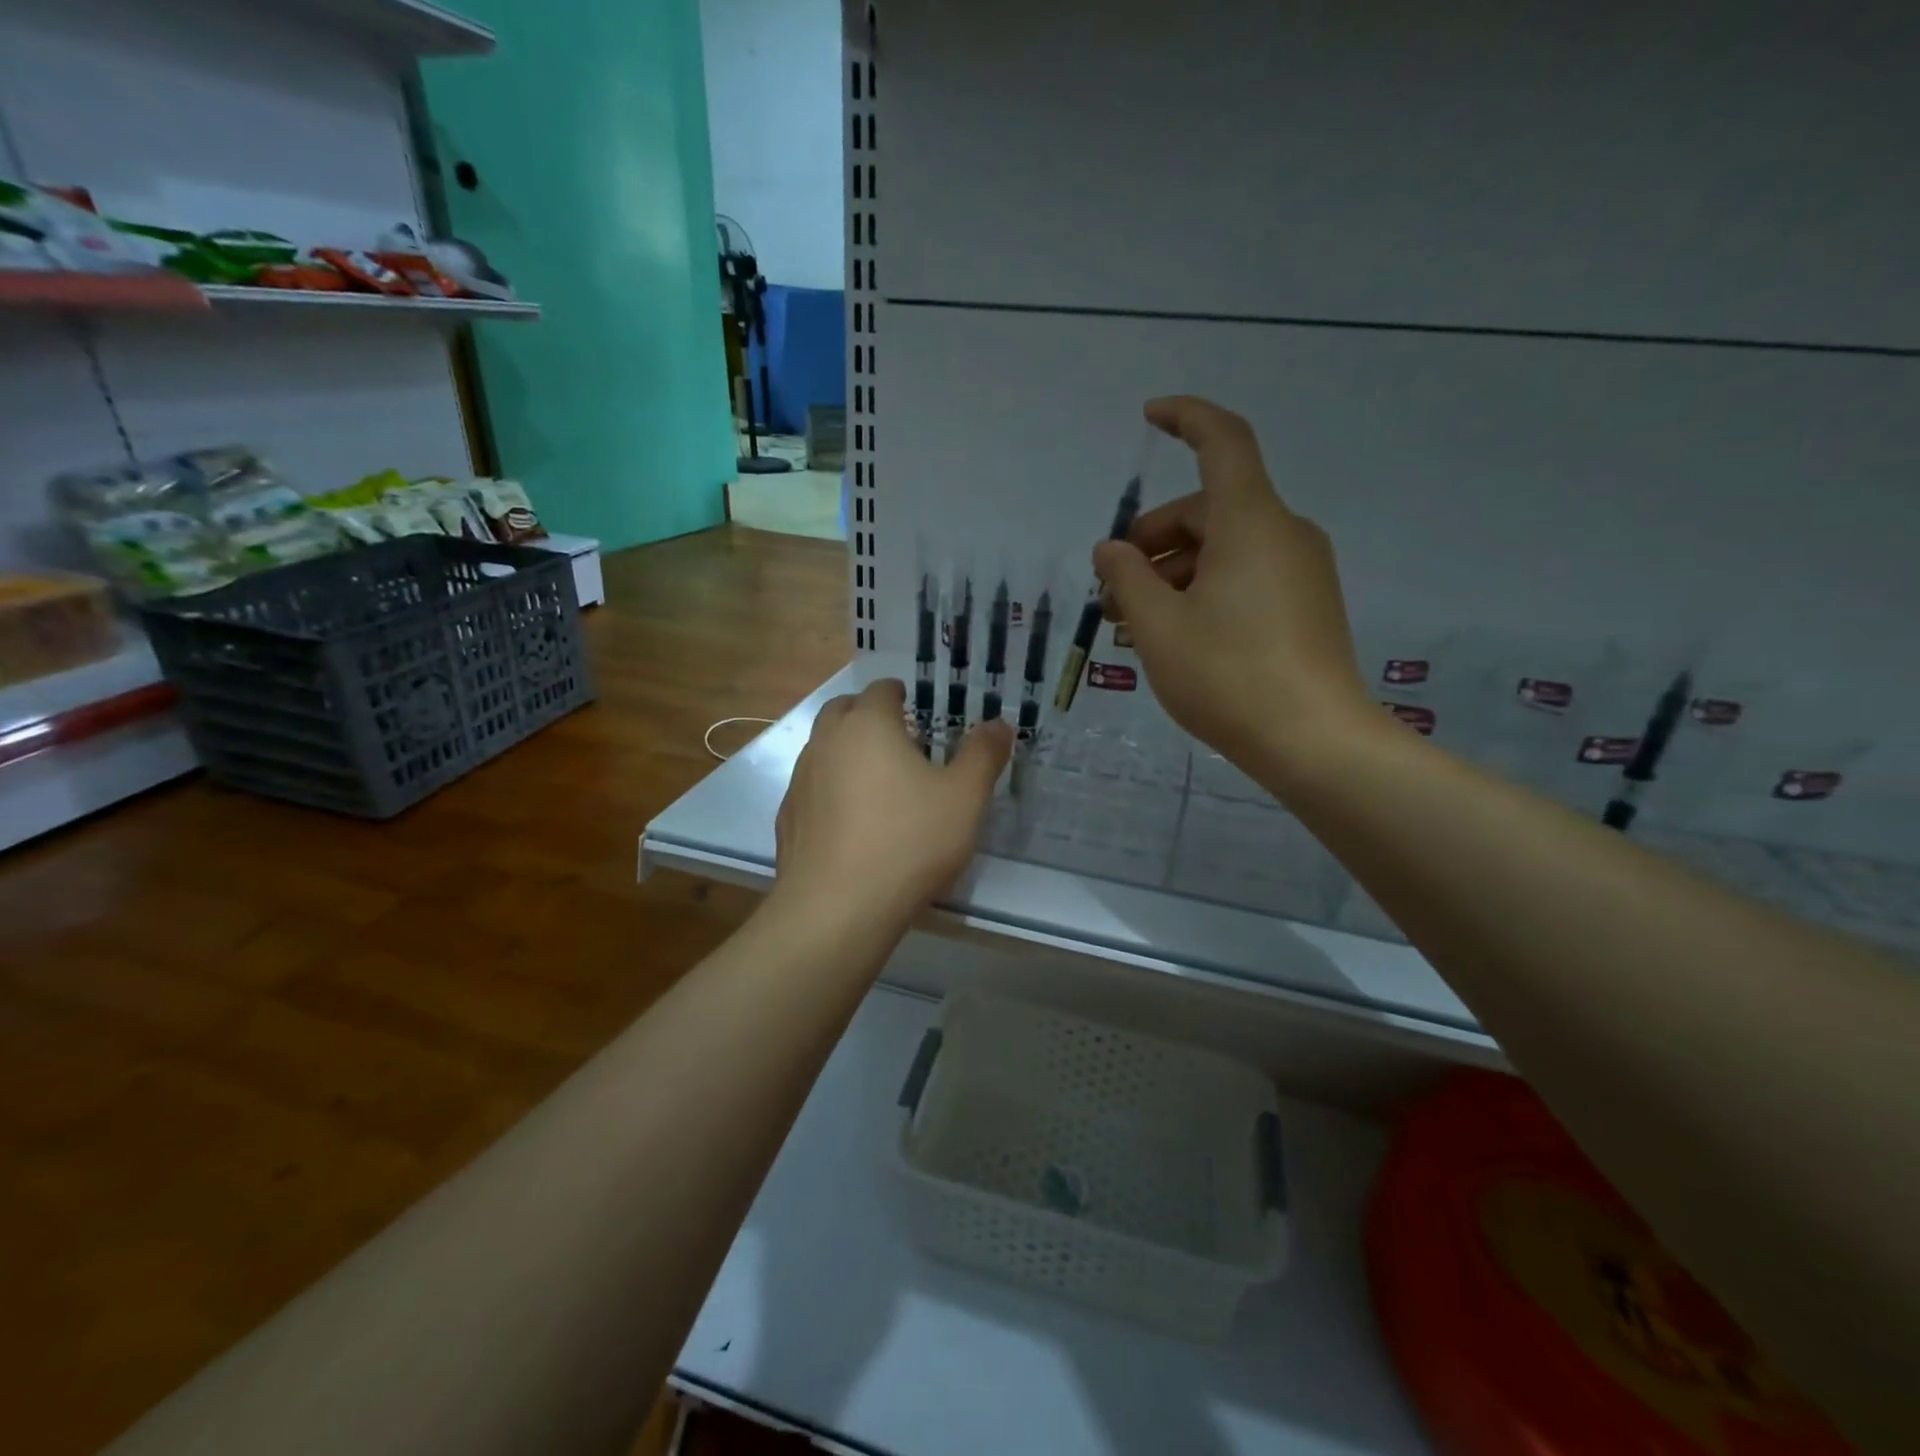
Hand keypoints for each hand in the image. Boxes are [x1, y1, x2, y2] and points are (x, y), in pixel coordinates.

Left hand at [772, 679, 1012, 930]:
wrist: (838, 908)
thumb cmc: (909, 842)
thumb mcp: (964, 798)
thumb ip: (983, 755)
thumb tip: (999, 724)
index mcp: (868, 725)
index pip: (881, 690)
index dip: (899, 694)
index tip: (915, 708)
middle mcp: (827, 741)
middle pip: (843, 710)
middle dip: (867, 715)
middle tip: (896, 738)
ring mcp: (800, 780)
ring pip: (822, 748)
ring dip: (846, 751)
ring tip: (875, 780)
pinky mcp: (788, 817)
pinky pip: (811, 788)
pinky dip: (829, 789)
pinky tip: (850, 821)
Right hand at [1095, 396, 1379, 783]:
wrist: (1314, 742)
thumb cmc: (1227, 676)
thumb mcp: (1158, 627)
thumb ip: (1127, 579)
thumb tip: (1111, 550)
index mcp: (1250, 522)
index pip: (1222, 442)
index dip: (1185, 418)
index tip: (1149, 417)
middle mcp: (1283, 533)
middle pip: (1208, 510)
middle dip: (1153, 542)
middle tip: (1112, 593)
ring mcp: (1302, 571)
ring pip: (1225, 548)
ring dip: (1174, 573)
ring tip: (1135, 625)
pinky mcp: (1307, 605)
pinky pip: (1247, 576)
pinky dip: (1205, 589)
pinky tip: (1176, 635)